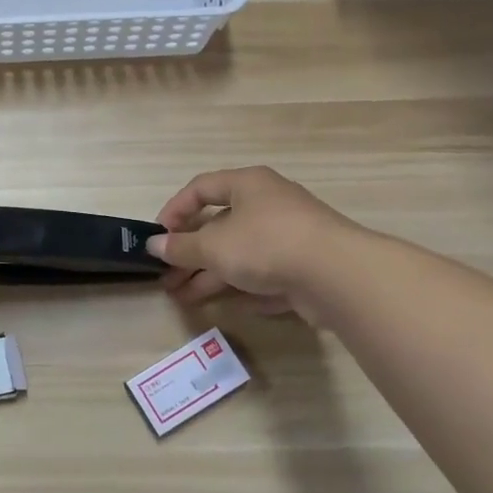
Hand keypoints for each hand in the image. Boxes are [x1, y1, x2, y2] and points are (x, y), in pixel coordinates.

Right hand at [149, 167, 355, 316]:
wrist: (338, 275)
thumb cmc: (266, 244)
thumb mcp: (213, 246)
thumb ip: (182, 247)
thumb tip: (154, 245)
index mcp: (247, 185)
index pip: (201, 188)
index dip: (175, 210)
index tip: (158, 236)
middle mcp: (269, 204)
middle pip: (220, 226)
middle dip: (190, 254)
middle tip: (166, 277)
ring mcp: (290, 237)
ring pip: (241, 254)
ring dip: (210, 276)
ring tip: (183, 298)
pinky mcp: (305, 268)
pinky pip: (265, 275)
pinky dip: (243, 289)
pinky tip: (223, 307)